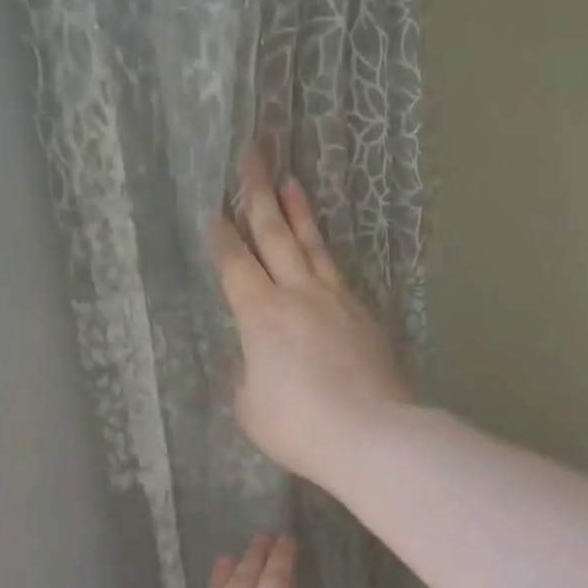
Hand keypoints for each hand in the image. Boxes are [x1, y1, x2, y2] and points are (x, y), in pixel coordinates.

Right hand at [210, 146, 412, 483]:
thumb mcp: (251, 406)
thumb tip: (257, 360)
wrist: (372, 434)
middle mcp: (297, 294)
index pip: (235, 264)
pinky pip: (339, 272)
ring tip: (290, 181)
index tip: (215, 209)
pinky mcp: (365, 315)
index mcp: (260, 314)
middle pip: (275, 234)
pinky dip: (326, 253)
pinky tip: (324, 249)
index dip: (222, 236)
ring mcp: (337, 300)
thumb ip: (248, 374)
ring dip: (298, 211)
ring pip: (313, 245)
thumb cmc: (298, 425)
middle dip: (258, 192)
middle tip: (254, 154)